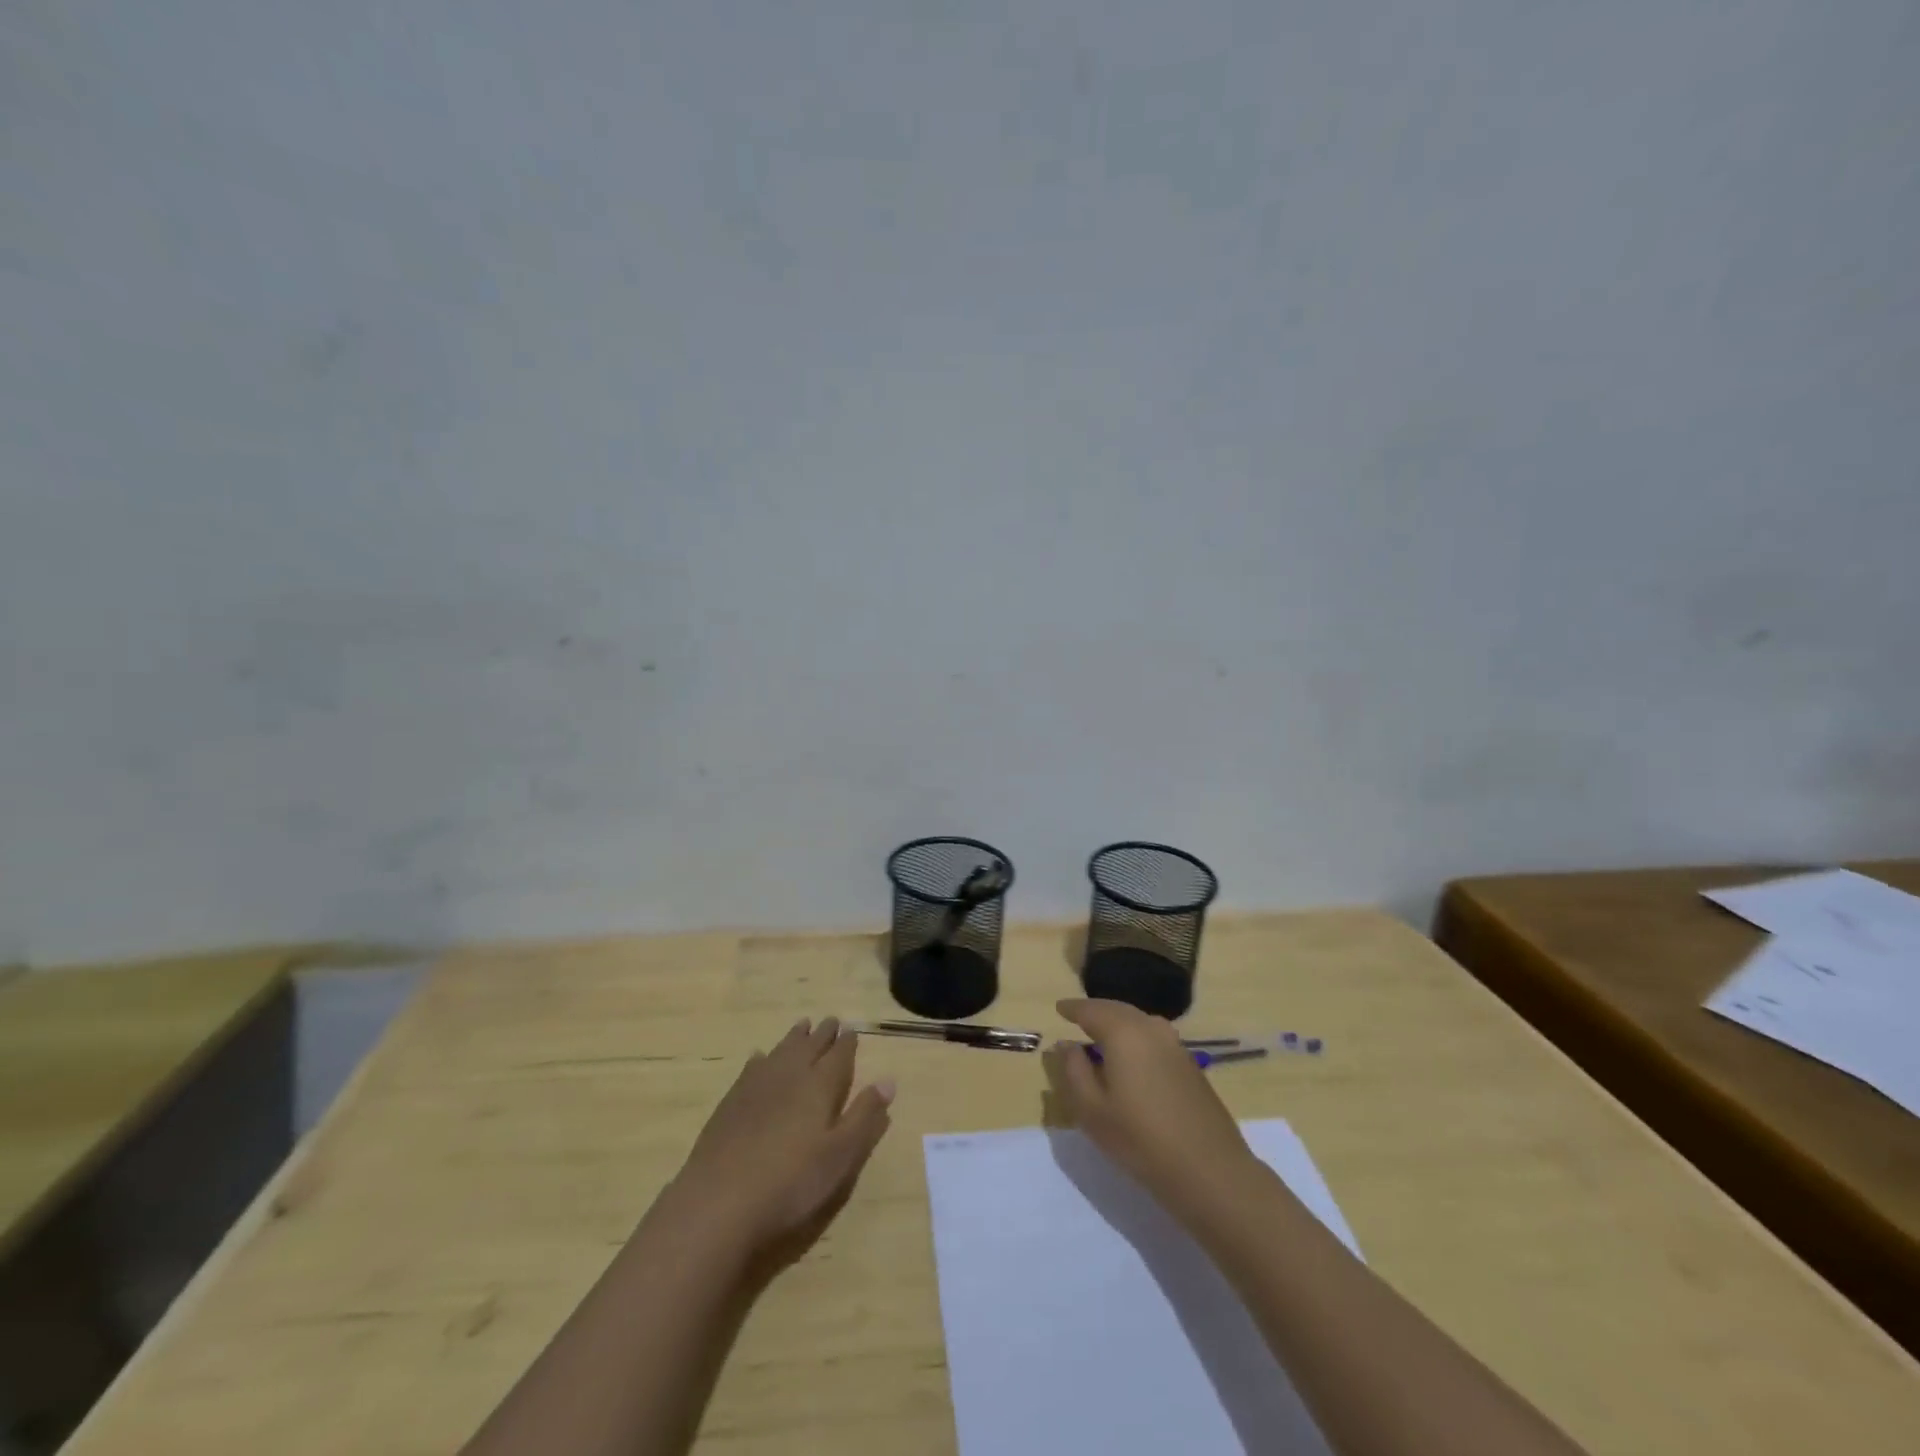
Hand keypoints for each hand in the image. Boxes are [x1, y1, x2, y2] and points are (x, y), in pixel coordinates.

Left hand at [668, 1017, 894, 1255]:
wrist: (719, 1202)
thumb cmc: (790, 1183)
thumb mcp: (840, 1156)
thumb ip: (864, 1116)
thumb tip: (888, 1080)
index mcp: (820, 1086)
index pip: (839, 1056)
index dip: (847, 1043)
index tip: (852, 1030)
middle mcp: (790, 1075)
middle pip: (810, 1046)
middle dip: (823, 1033)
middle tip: (831, 1020)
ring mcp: (756, 1086)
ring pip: (781, 1050)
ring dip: (795, 1037)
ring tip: (802, 1025)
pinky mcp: (731, 1101)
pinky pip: (753, 1066)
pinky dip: (763, 1057)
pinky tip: (760, 1058)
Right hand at [1043, 998, 1259, 1222]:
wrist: (1209, 1170)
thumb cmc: (1140, 1140)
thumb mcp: (1092, 1110)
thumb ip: (1074, 1071)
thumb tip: (1066, 1045)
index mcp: (1123, 1033)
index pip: (1091, 1010)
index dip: (1072, 1008)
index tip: (1059, 1008)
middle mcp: (1151, 1028)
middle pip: (1117, 1010)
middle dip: (1096, 1011)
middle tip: (1077, 1017)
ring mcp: (1175, 1045)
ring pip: (1139, 1021)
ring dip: (1118, 1023)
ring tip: (1102, 1035)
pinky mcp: (1190, 1064)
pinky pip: (1154, 1037)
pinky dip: (1137, 1037)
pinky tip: (1132, 1057)